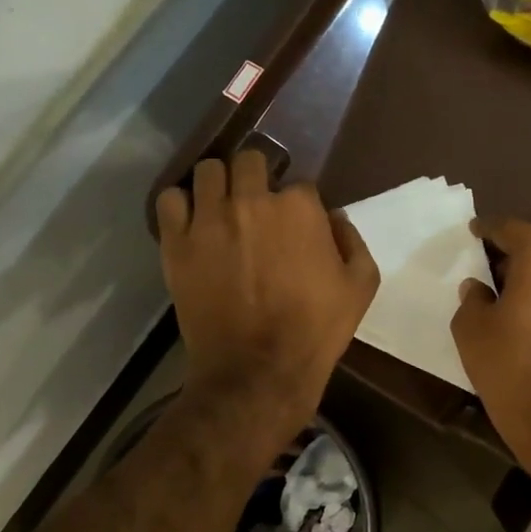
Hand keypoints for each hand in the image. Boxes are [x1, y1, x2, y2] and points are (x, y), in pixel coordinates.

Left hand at [157, 150, 378, 443]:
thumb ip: (352, 241)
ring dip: (220, 183)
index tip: (298, 225)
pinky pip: (169, 199)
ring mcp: (209, 220)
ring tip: (223, 207)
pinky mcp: (176, 243)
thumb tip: (334, 219)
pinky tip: (192, 221)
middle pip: (250, 161)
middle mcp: (251, 201)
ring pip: (208, 170)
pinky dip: (181, 204)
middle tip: (258, 205)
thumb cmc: (317, 329)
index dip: (300, 205)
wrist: (258, 370)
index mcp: (299, 208)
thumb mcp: (360, 286)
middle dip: (258, 177)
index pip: (300, 183)